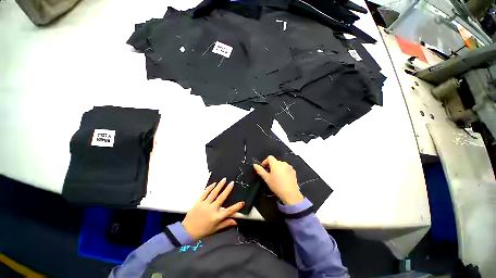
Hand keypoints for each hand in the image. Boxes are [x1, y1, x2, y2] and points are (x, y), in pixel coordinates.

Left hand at [182, 178, 244, 239]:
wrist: (186, 231)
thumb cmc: (202, 231)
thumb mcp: (215, 229)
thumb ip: (225, 224)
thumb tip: (235, 222)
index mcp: (216, 217)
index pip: (229, 211)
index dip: (236, 207)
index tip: (242, 202)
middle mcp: (211, 209)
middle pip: (221, 198)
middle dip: (228, 189)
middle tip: (232, 183)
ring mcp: (204, 205)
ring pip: (214, 193)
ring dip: (219, 186)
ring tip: (224, 180)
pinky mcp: (198, 202)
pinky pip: (204, 193)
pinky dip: (209, 188)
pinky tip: (213, 184)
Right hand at [253, 155, 303, 204]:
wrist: (290, 194)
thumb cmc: (277, 186)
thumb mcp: (266, 178)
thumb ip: (260, 170)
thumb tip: (255, 165)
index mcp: (276, 164)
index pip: (269, 157)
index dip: (265, 162)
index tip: (263, 169)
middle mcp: (283, 163)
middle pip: (275, 161)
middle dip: (271, 166)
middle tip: (269, 174)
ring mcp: (289, 167)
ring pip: (280, 165)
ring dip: (277, 168)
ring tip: (276, 177)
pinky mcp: (293, 171)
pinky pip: (286, 168)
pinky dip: (283, 171)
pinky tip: (282, 178)